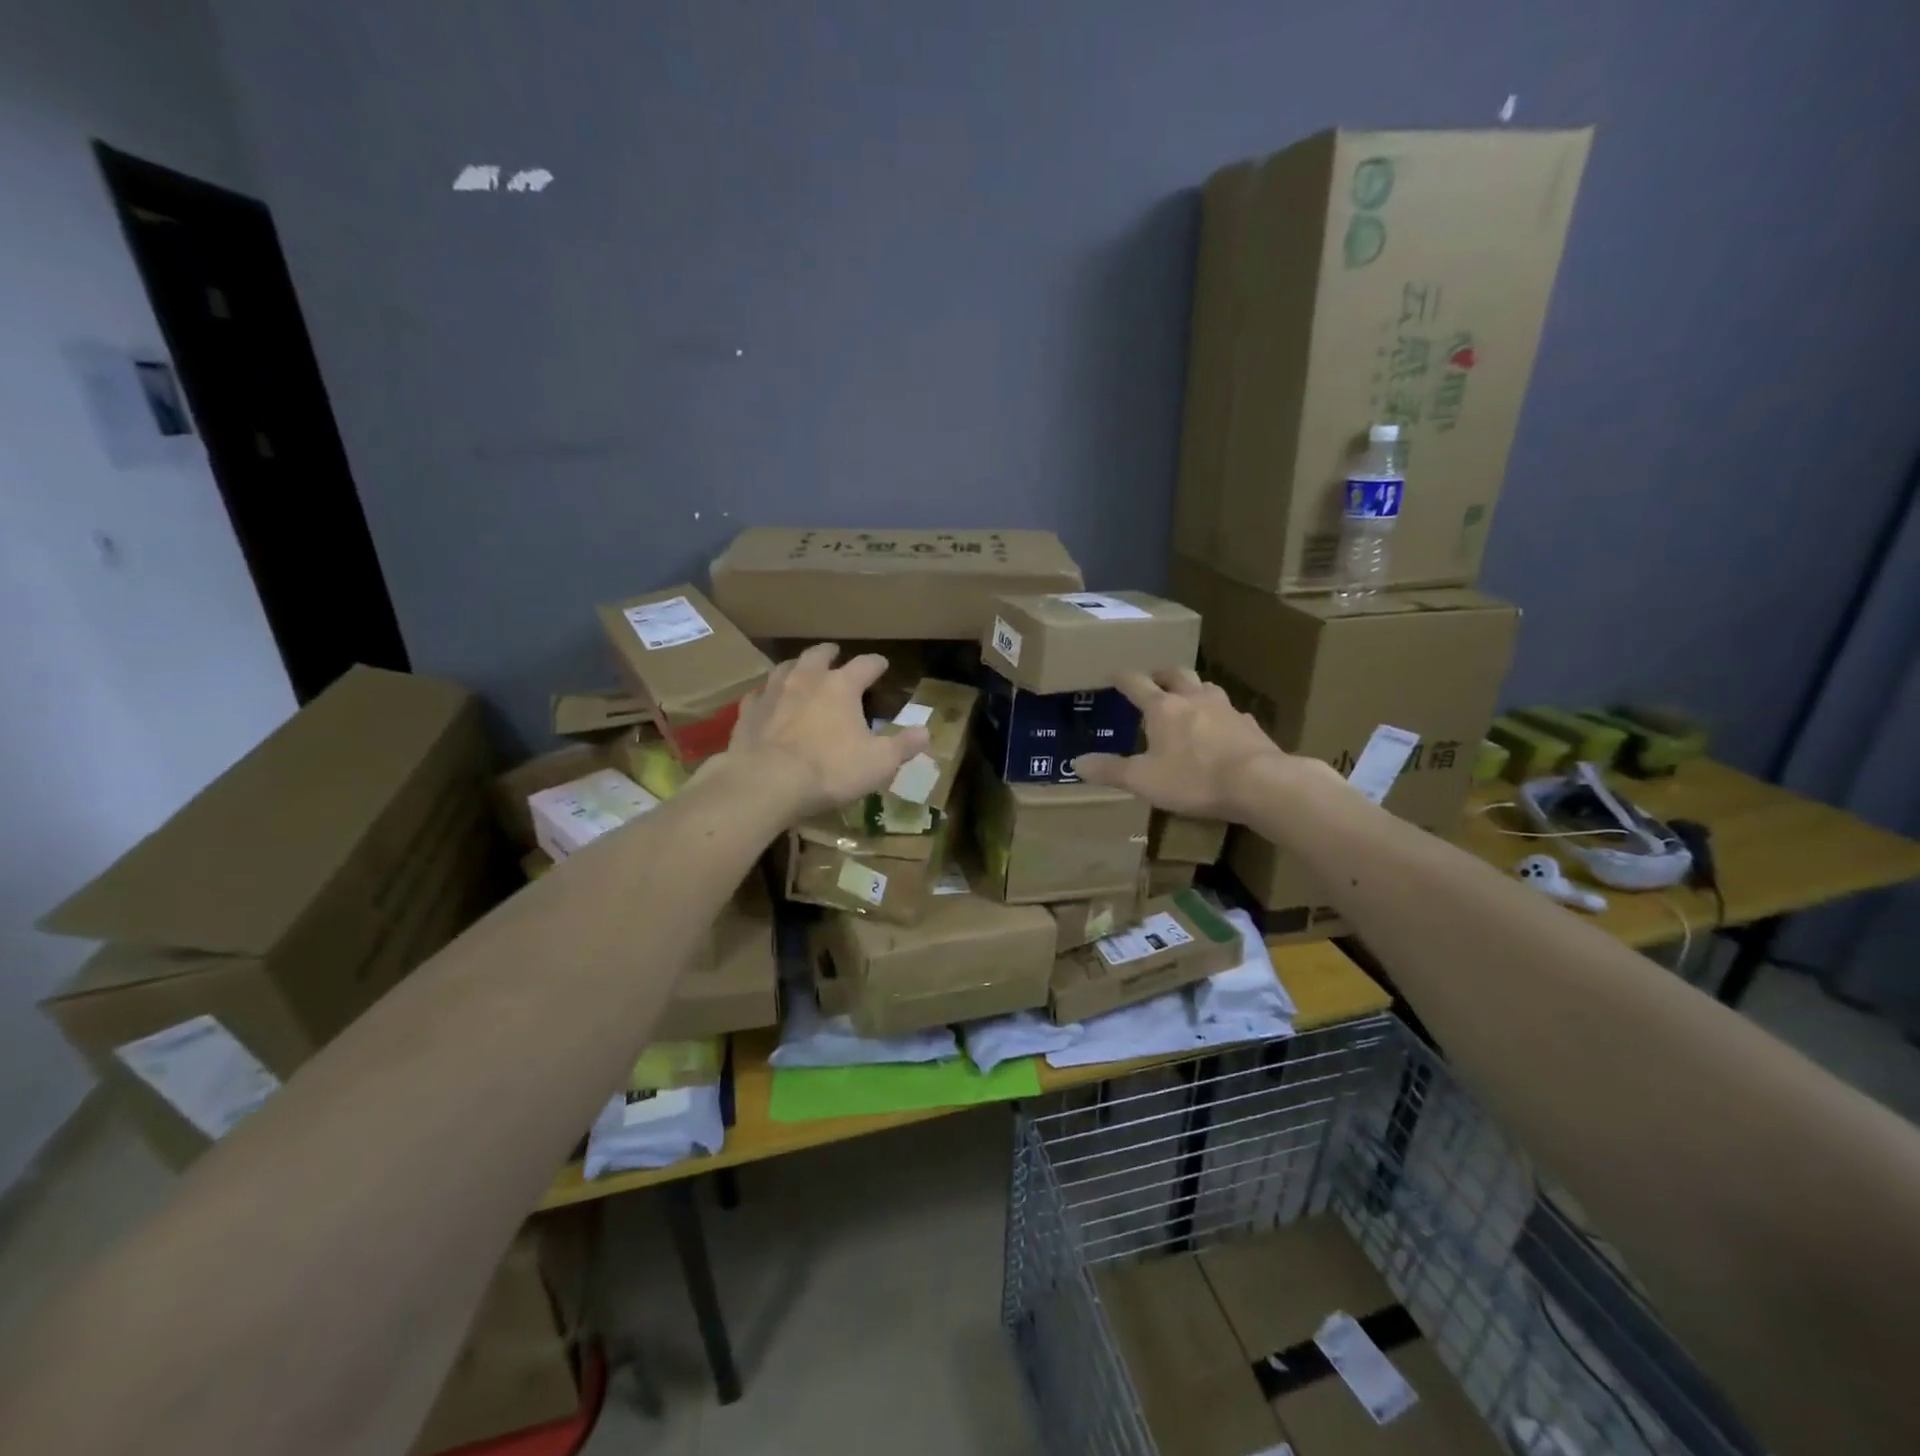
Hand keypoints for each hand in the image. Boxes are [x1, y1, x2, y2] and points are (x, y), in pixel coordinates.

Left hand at [727, 644, 930, 819]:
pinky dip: (766, 696)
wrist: (765, 783)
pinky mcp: (747, 713)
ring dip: (797, 667)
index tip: (882, 664)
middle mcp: (806, 679)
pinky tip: (766, 702)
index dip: (876, 664)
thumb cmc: (829, 770)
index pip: (865, 665)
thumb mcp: (878, 763)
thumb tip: (926, 732)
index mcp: (841, 686)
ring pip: (785, 668)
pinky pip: (758, 696)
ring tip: (801, 671)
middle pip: (818, 654)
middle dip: (830, 653)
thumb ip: (903, 745)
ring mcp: (772, 693)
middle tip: (835, 653)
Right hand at [1073, 668, 1326, 821]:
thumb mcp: (1142, 780)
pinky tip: (1221, 729)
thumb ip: (1109, 770)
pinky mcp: (1249, 725)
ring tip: (1188, 700)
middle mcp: (1194, 698)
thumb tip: (1076, 763)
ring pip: (1206, 688)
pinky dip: (1219, 716)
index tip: (1113, 674)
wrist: (1259, 783)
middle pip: (1176, 674)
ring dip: (1193, 689)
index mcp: (1163, 707)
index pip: (1136, 683)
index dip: (1122, 678)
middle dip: (1162, 675)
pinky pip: (1230, 713)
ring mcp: (1226, 709)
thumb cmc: (1192, 778)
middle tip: (1154, 680)